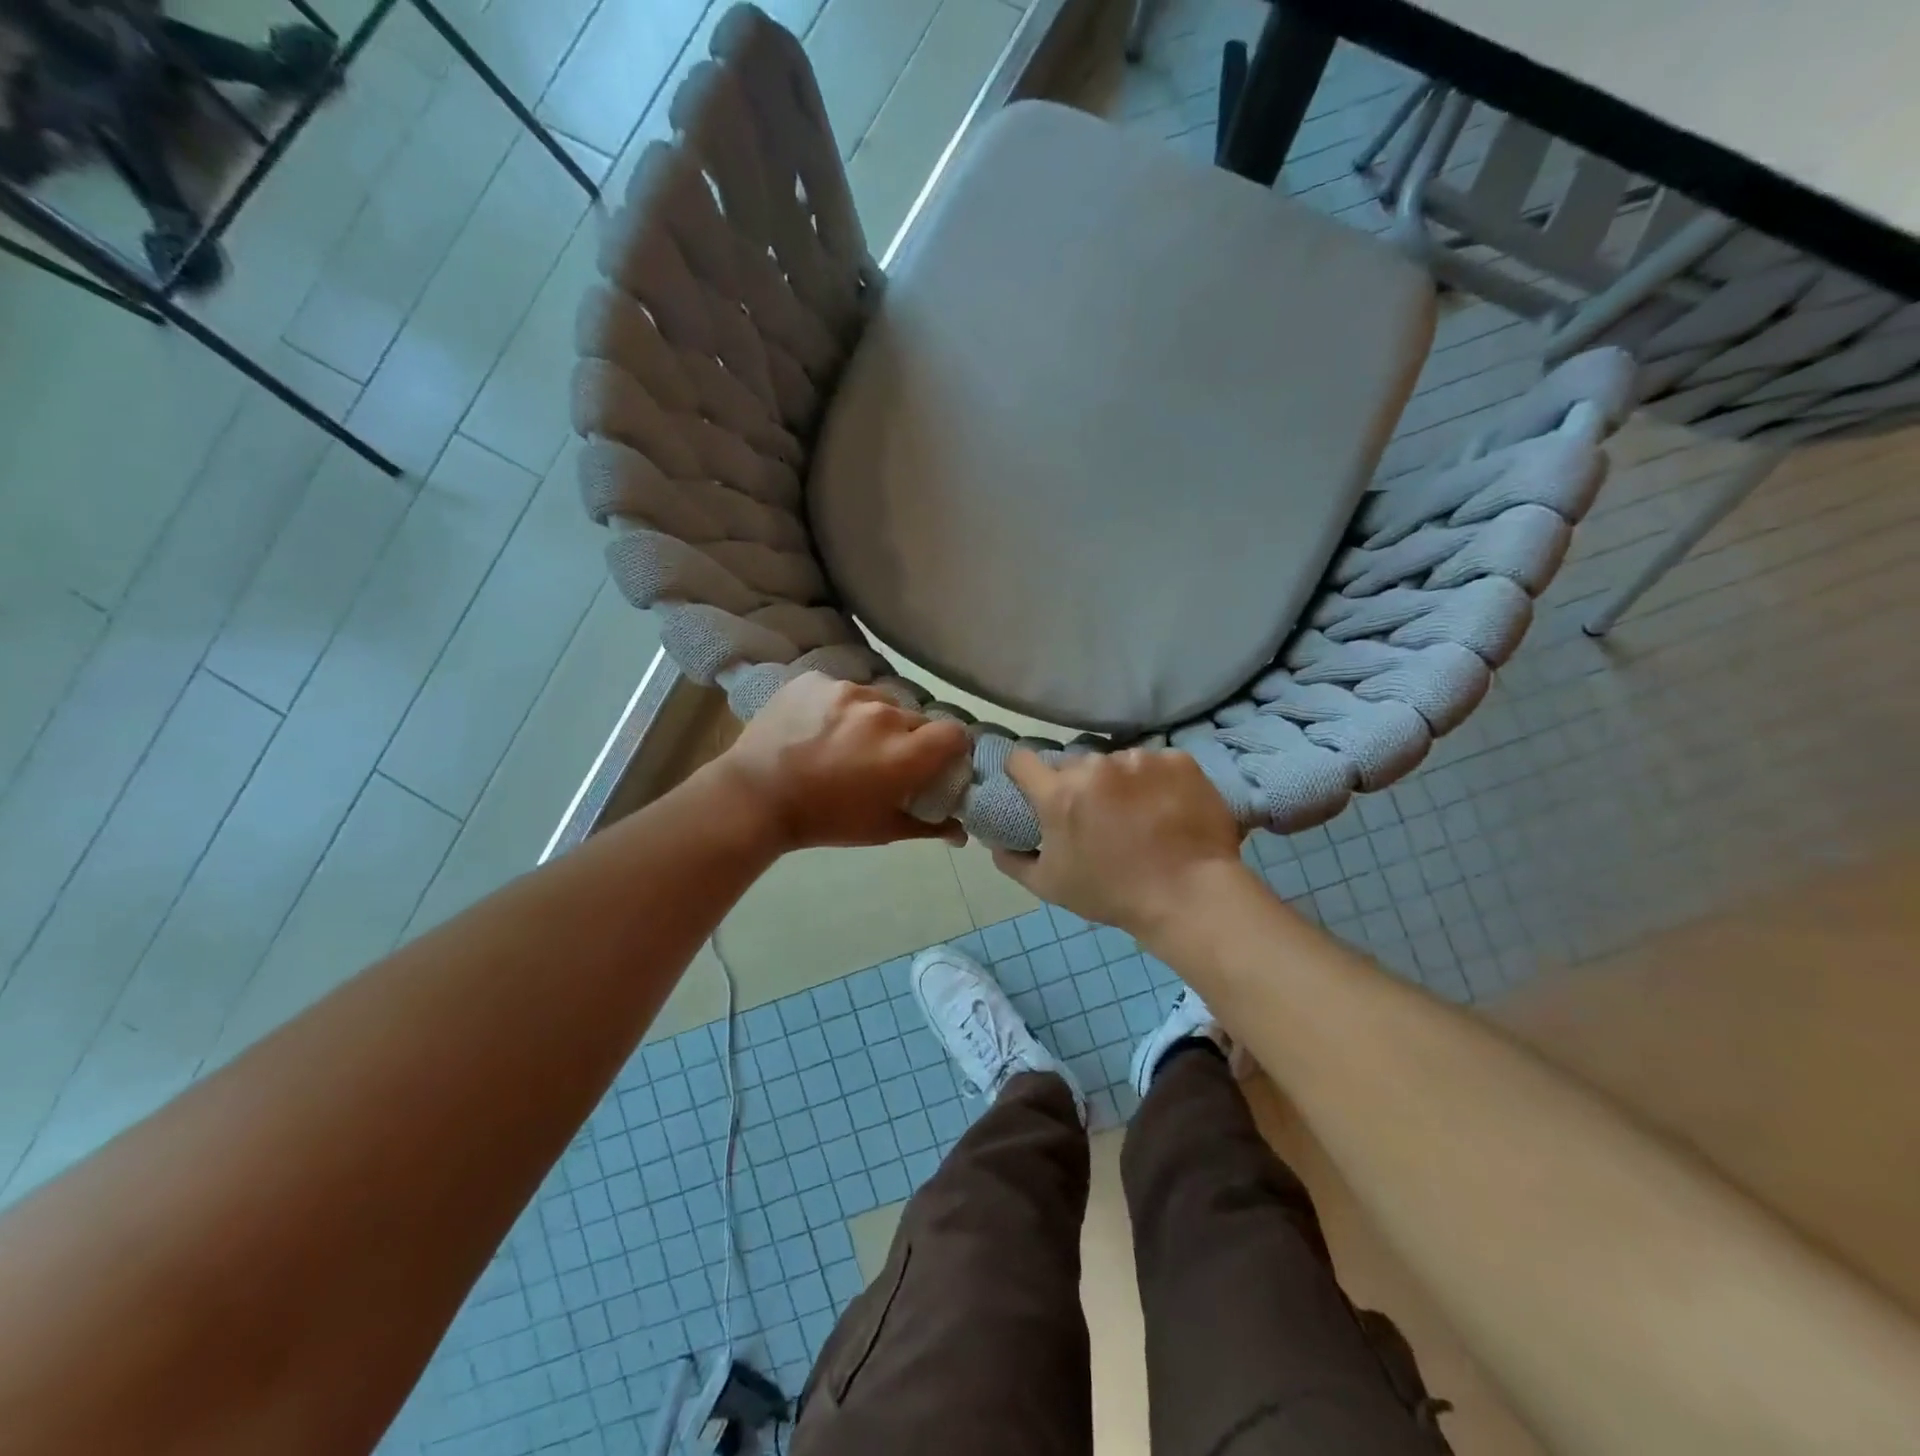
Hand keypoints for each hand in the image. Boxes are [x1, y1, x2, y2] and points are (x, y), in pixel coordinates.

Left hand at [713, 673, 971, 851]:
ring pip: (879, 700)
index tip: (936, 761)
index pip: (955, 732)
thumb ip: (928, 826)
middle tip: (883, 758)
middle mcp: (884, 714)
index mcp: (905, 753)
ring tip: (845, 741)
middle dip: (908, 737)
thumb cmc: (824, 820)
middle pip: (915, 717)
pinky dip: (839, 707)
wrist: (754, 798)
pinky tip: (818, 727)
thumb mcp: (880, 830)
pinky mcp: (817, 680)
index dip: (950, 747)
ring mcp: (848, 692)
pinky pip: (843, 690)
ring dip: (873, 719)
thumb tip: (961, 833)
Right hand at [993, 747, 1245, 938]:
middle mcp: (1096, 766)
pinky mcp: (1179, 760)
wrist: (1190, 896)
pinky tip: (1169, 807)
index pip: (1022, 760)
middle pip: (1075, 763)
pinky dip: (1158, 781)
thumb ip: (1012, 860)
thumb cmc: (1112, 894)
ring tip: (1140, 814)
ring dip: (1120, 781)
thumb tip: (994, 842)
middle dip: (1078, 784)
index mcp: (1059, 793)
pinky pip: (1157, 763)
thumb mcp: (1049, 886)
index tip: (1032, 787)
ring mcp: (1140, 759)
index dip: (1023, 773)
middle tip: (1096, 815)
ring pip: (1118, 762)